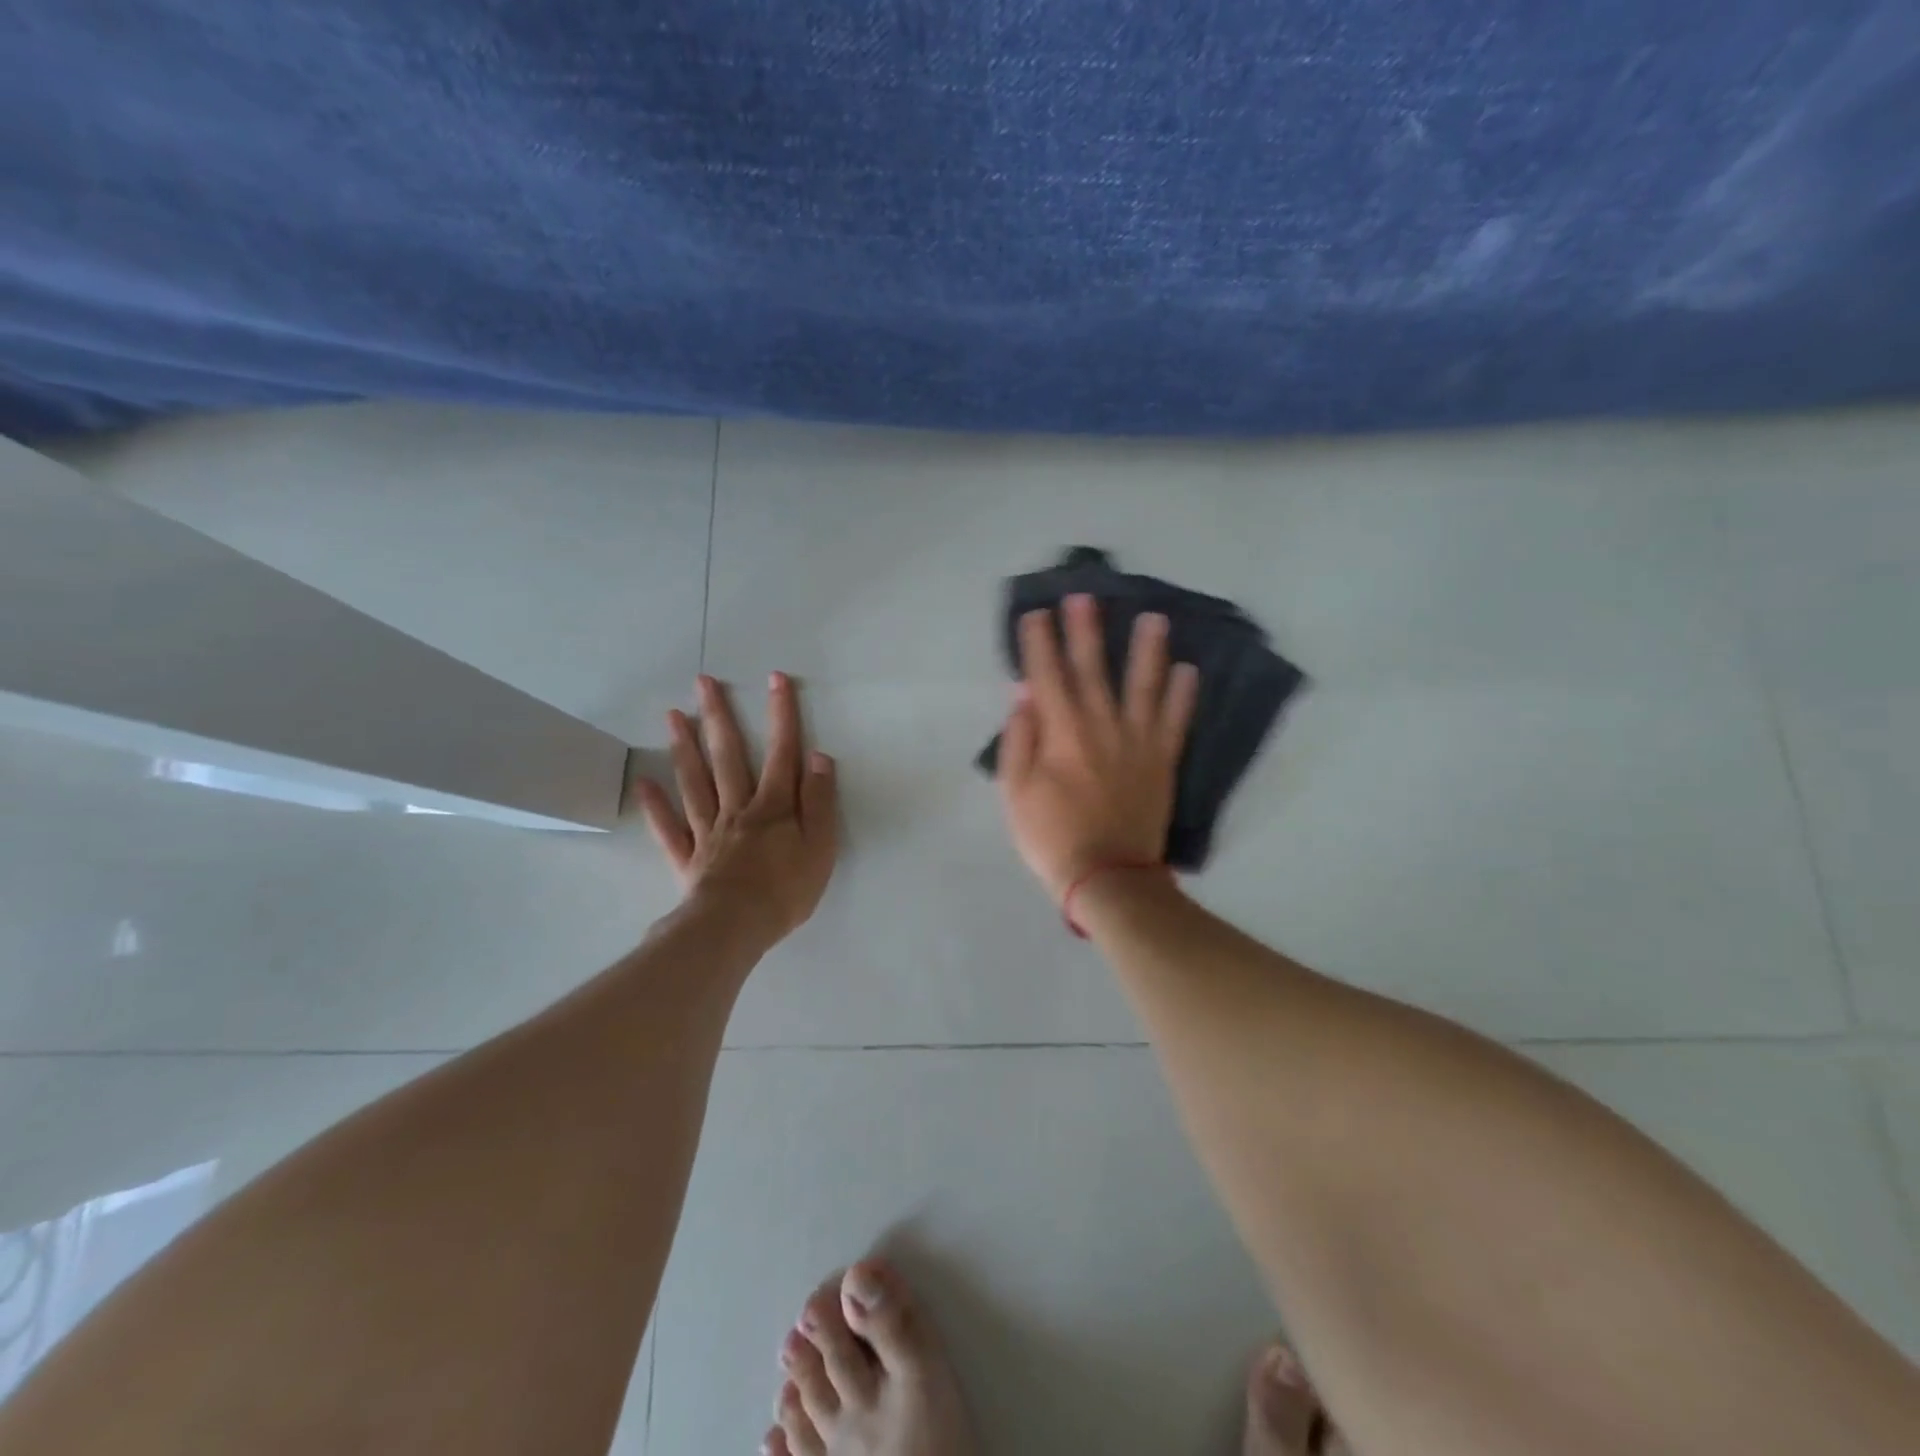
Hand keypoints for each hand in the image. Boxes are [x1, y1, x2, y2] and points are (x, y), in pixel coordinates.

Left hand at [635, 673, 838, 943]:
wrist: (735, 927)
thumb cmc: (786, 889)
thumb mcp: (821, 846)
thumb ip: (819, 801)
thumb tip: (818, 756)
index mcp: (773, 806)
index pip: (781, 752)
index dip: (781, 715)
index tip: (775, 679)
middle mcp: (737, 809)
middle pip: (727, 756)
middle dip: (719, 716)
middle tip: (703, 682)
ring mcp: (708, 831)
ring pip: (694, 782)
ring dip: (684, 747)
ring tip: (673, 715)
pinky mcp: (688, 858)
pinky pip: (669, 828)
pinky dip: (656, 806)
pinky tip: (645, 783)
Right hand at [996, 594, 1199, 902]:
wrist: (1108, 877)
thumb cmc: (1052, 836)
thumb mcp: (1015, 792)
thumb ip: (1019, 739)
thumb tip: (1024, 693)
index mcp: (1061, 732)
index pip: (1047, 675)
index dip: (1040, 642)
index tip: (1037, 613)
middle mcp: (1102, 725)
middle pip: (1093, 668)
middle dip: (1085, 630)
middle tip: (1085, 596)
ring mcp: (1137, 742)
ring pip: (1144, 685)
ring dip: (1147, 650)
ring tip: (1154, 618)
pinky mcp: (1162, 761)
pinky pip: (1176, 721)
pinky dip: (1184, 695)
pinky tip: (1189, 670)